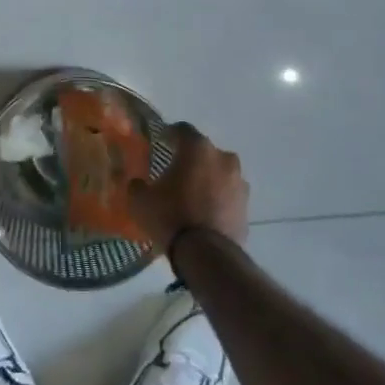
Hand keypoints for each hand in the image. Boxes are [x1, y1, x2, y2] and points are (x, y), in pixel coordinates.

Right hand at [129, 123, 249, 250]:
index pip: (182, 130)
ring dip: (207, 179)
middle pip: (204, 152)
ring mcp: (239, 182)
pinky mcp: (247, 206)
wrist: (206, 254)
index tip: (161, 142)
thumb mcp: (140, 201)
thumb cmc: (170, 216)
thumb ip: (137, 185)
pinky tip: (204, 212)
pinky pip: (227, 195)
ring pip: (219, 173)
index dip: (170, 134)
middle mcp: (223, 158)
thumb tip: (138, 183)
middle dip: (190, 159)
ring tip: (191, 195)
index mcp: (197, 149)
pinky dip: (217, 199)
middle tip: (174, 172)